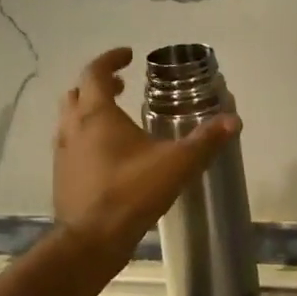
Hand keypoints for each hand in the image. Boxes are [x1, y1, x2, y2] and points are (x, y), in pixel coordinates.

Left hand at [52, 48, 241, 269]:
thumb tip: (233, 120)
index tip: (128, 55)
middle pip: (78, 93)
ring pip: (70, 120)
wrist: (91, 240)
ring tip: (116, 119)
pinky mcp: (62, 177)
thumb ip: (205, 141)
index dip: (111, 59)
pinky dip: (87, 138)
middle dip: (99, 85)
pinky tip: (109, 156)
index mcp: (97, 114)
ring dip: (90, 111)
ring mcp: (63, 153)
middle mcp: (73, 127)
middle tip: (123, 86)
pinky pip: (72, 145)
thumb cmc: (132, 192)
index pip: (96, 73)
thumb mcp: (177, 164)